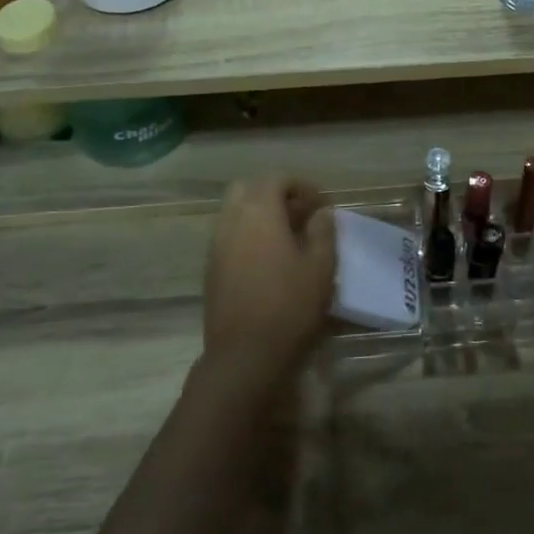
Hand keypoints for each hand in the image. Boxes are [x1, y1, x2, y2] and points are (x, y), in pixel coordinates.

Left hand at [202, 179, 336, 370]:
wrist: (244, 354)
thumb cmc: (289, 305)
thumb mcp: (320, 266)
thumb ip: (323, 231)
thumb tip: (322, 212)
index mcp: (258, 212)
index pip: (276, 179)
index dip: (301, 185)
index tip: (321, 204)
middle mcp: (231, 220)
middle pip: (248, 189)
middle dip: (274, 194)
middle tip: (300, 214)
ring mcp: (216, 245)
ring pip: (235, 212)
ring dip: (260, 214)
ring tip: (288, 238)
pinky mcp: (211, 269)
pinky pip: (229, 236)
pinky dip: (248, 235)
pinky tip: (269, 260)